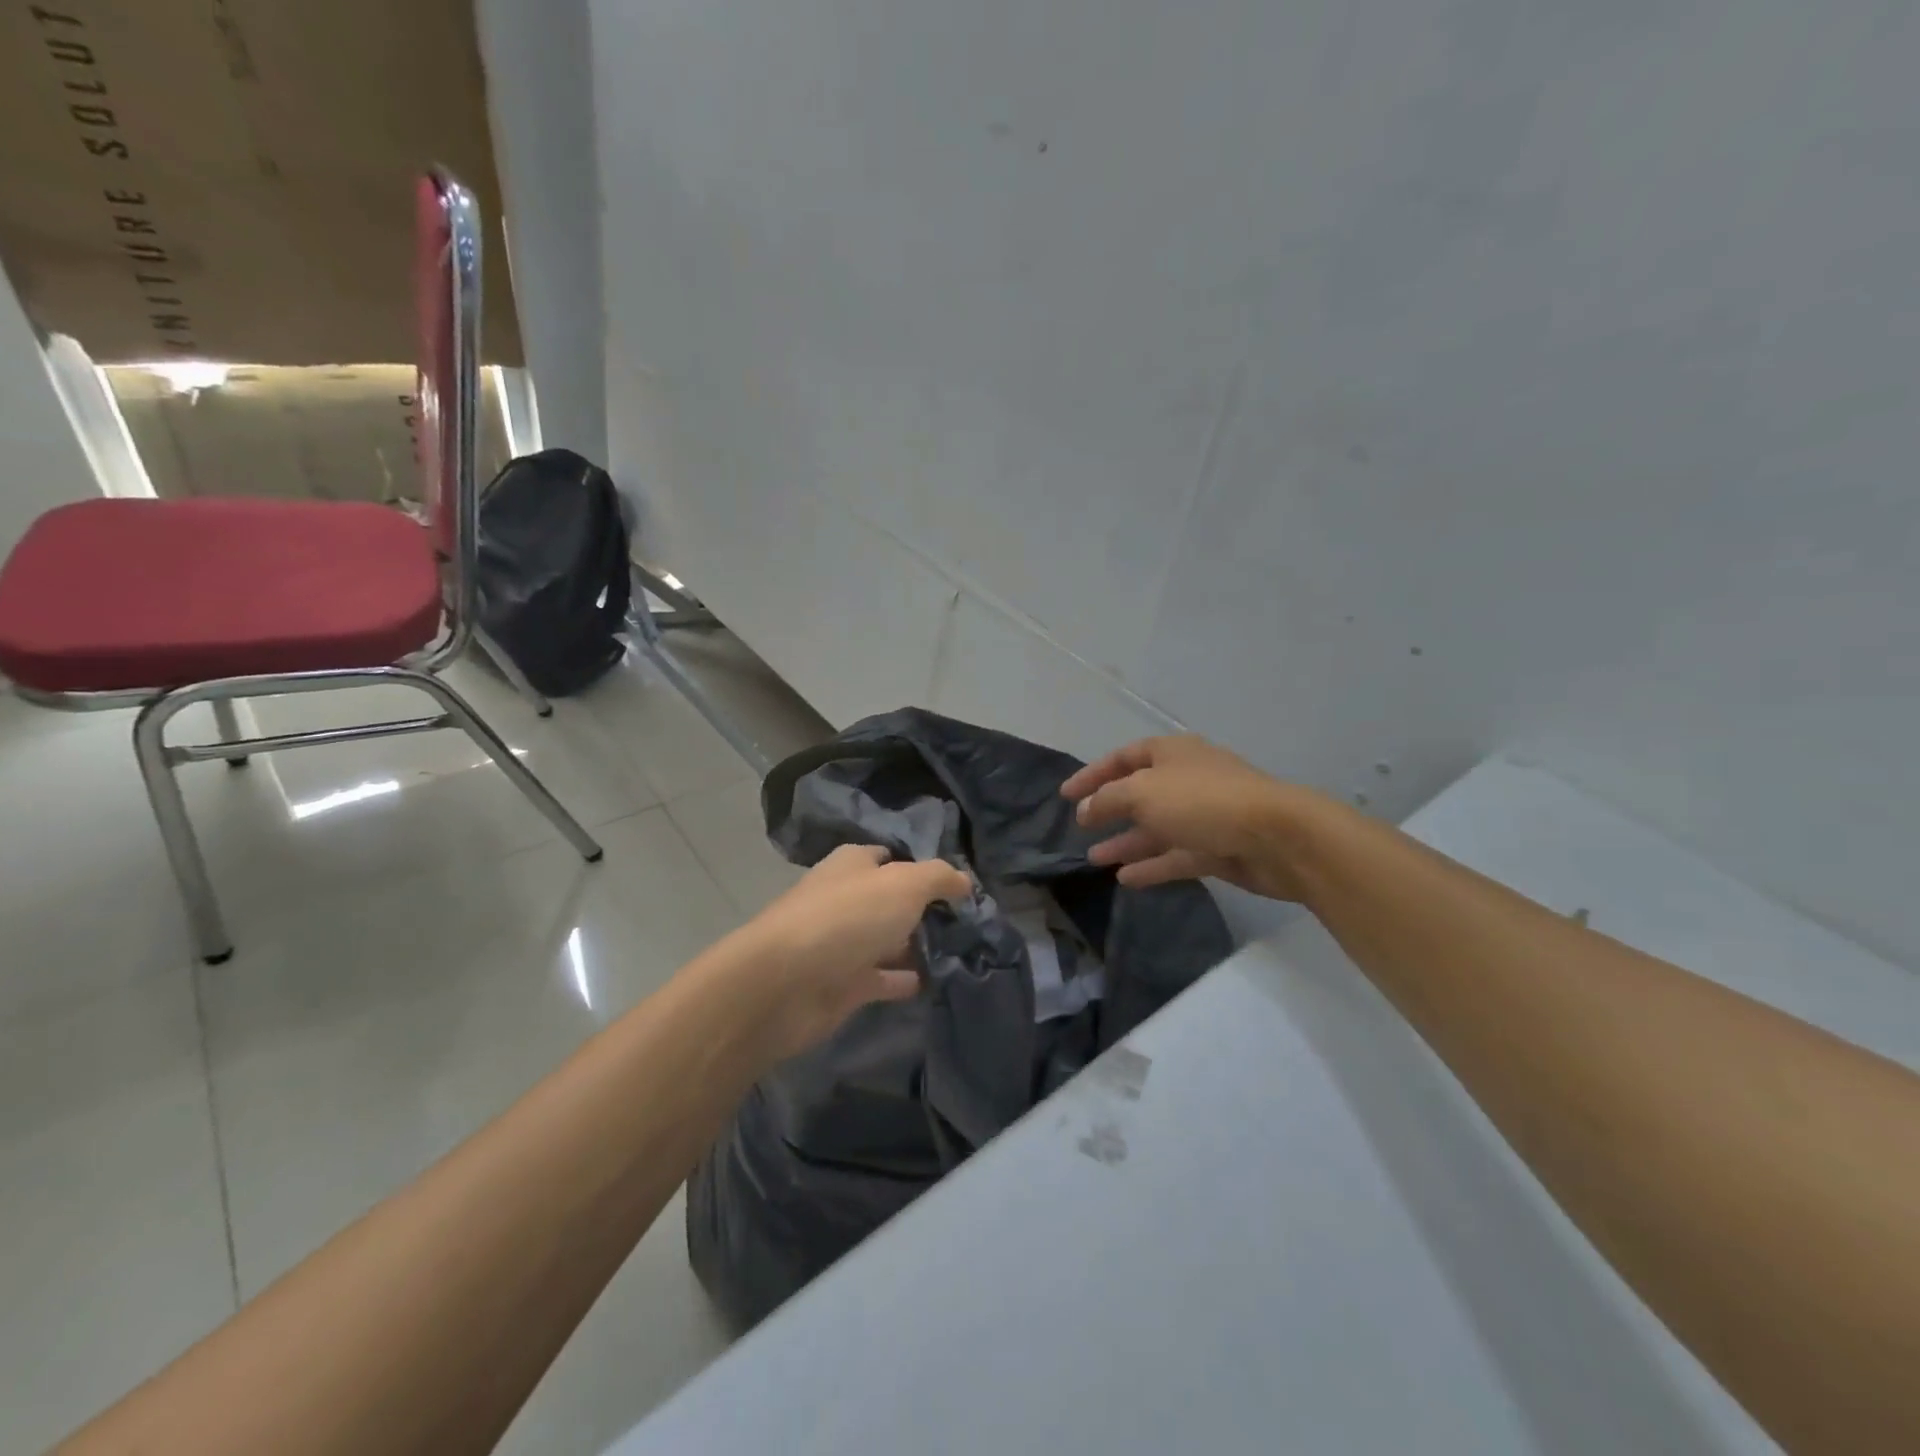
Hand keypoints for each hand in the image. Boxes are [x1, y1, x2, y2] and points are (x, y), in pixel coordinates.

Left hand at [723, 844, 971, 1062]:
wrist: (786, 984)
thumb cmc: (847, 918)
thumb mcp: (904, 884)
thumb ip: (939, 878)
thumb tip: (965, 881)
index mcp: (853, 865)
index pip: (891, 857)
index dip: (922, 867)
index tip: (959, 884)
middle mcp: (847, 899)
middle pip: (891, 900)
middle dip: (925, 908)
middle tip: (971, 920)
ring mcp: (843, 943)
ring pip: (888, 939)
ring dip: (917, 945)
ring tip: (963, 951)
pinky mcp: (844, 984)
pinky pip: (883, 978)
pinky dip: (905, 979)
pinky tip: (937, 981)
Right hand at [1061, 734, 1327, 899]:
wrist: (1277, 836)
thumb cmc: (1203, 801)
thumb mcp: (1143, 793)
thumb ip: (1107, 800)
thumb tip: (1085, 809)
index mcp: (1171, 753)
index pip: (1123, 758)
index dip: (1092, 774)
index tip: (1065, 796)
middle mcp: (1186, 780)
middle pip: (1140, 793)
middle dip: (1109, 810)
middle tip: (1081, 828)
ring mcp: (1204, 815)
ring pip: (1156, 828)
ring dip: (1126, 842)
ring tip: (1094, 858)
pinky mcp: (1218, 848)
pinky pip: (1176, 856)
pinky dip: (1151, 865)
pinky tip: (1126, 879)